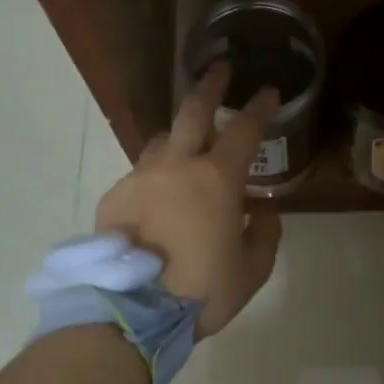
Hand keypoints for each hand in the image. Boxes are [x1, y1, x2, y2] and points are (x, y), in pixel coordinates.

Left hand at [95, 65, 283, 337]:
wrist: (133, 312)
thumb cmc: (202, 290)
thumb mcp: (252, 269)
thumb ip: (265, 233)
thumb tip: (260, 210)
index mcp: (217, 179)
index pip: (244, 129)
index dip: (260, 108)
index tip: (269, 92)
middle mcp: (177, 166)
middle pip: (193, 111)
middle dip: (211, 86)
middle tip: (220, 71)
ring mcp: (140, 179)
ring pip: (162, 140)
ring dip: (179, 135)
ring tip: (187, 145)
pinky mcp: (114, 198)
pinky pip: (140, 175)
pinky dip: (156, 177)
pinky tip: (158, 199)